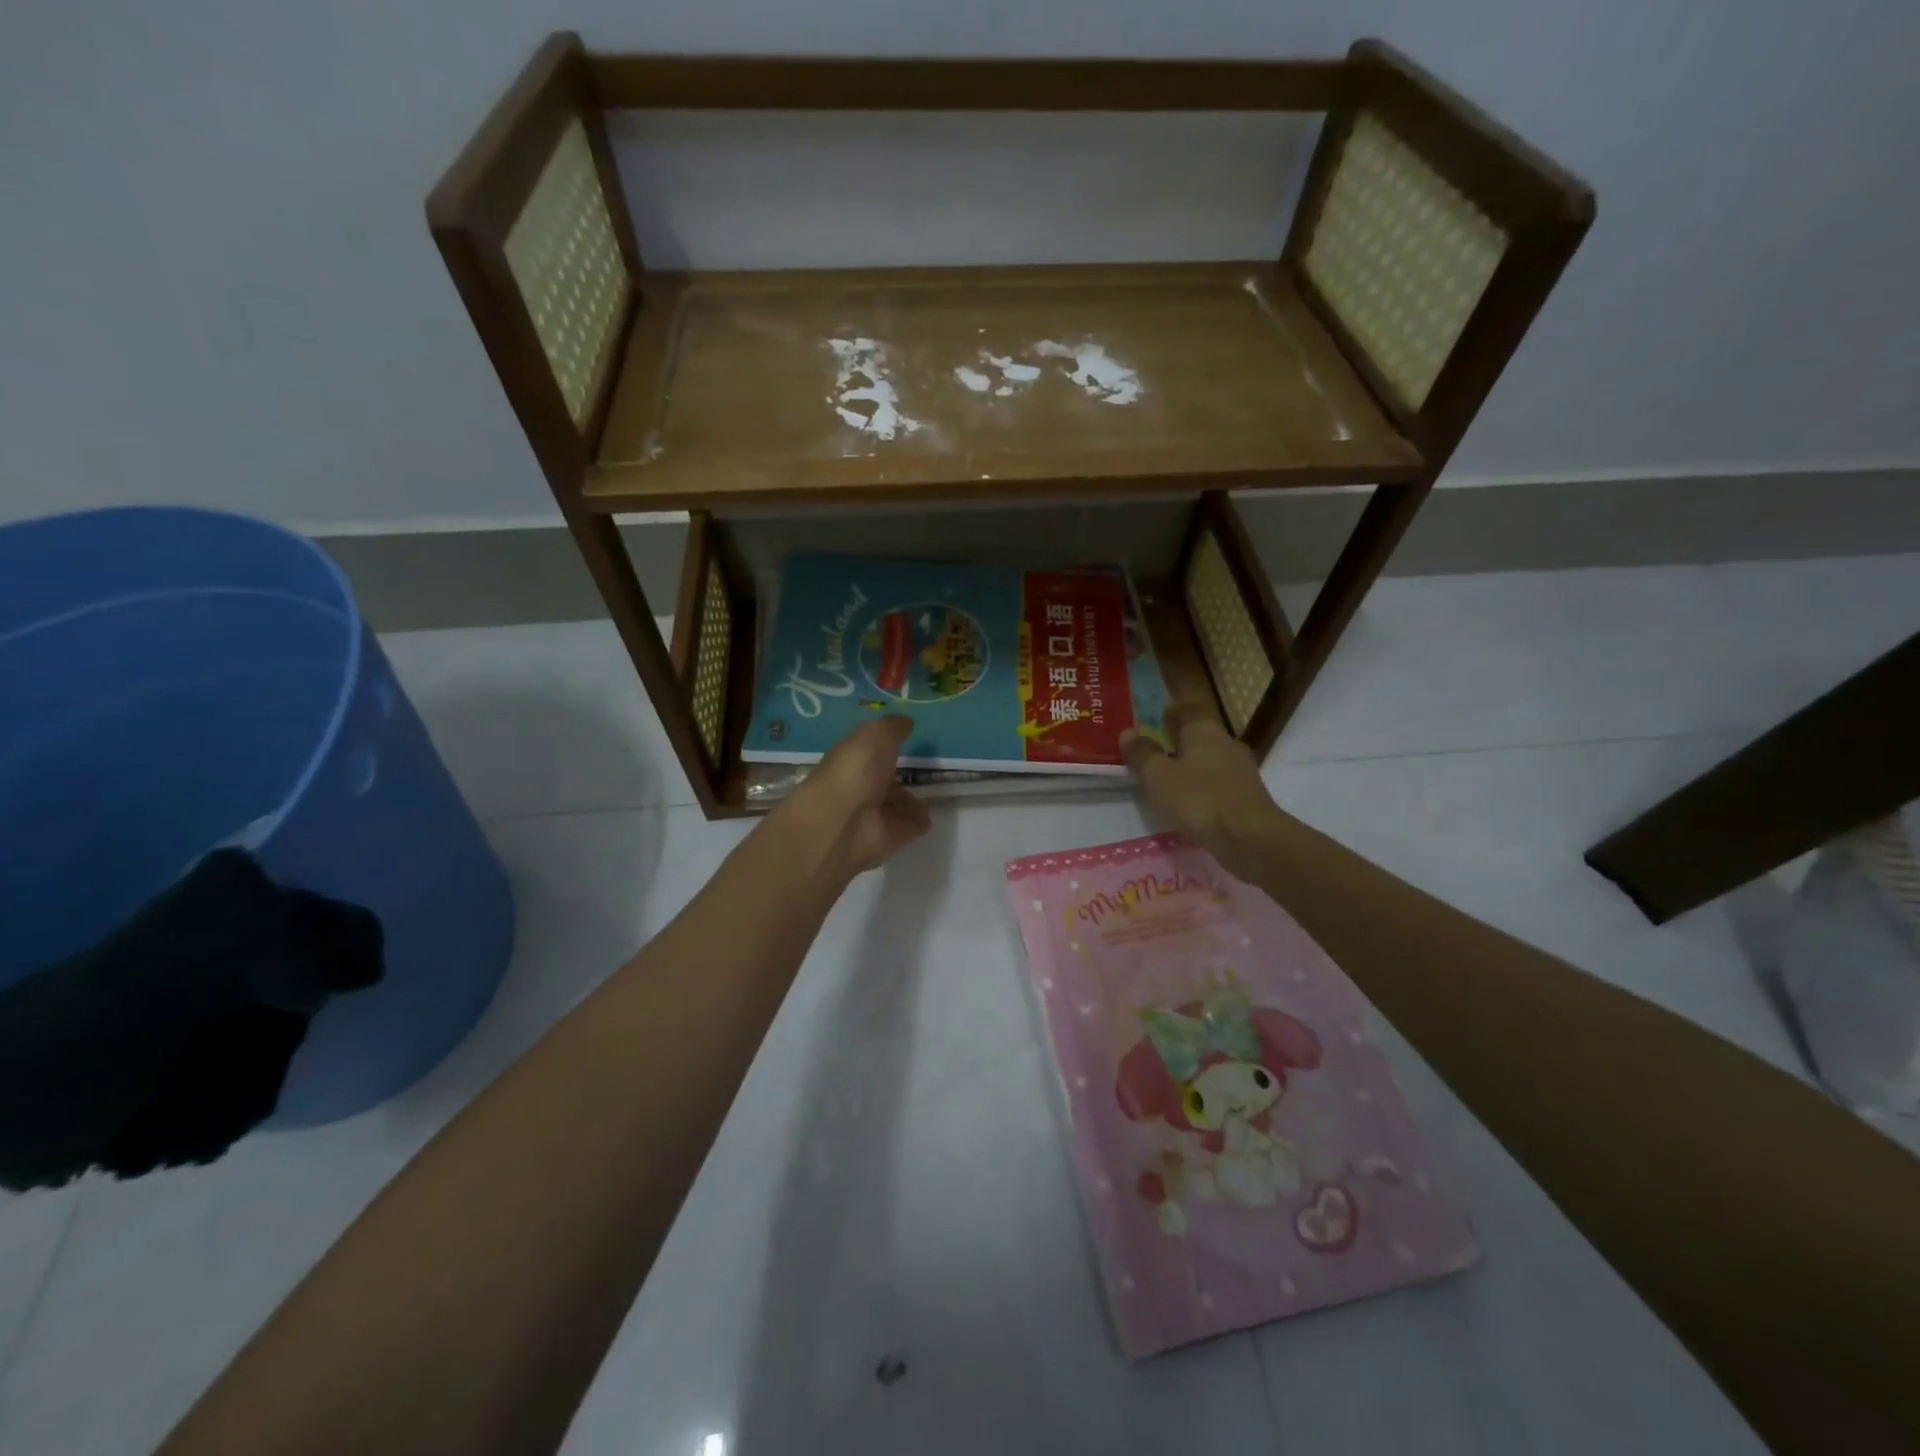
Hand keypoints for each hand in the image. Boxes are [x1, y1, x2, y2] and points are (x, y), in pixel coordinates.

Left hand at [780, 715, 931, 879]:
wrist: (842, 823)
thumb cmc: (855, 771)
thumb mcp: (875, 735)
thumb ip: (892, 727)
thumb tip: (906, 721)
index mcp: (851, 759)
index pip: (868, 752)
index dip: (883, 746)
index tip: (904, 740)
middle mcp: (859, 786)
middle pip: (881, 781)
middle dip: (896, 777)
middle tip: (918, 772)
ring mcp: (871, 815)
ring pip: (893, 805)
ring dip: (907, 802)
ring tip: (928, 797)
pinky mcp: (887, 838)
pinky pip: (906, 826)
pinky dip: (916, 822)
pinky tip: (928, 817)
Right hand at [1122, 705, 1284, 879]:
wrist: (1250, 838)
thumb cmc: (1198, 799)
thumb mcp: (1158, 776)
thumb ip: (1142, 754)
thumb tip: (1128, 733)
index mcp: (1204, 730)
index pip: (1187, 710)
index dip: (1171, 713)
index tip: (1156, 719)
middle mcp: (1226, 743)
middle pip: (1200, 735)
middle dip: (1179, 741)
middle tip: (1157, 752)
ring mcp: (1241, 770)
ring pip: (1211, 760)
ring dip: (1192, 767)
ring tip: (1171, 781)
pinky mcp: (1248, 796)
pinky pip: (1219, 784)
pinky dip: (1204, 788)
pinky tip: (1192, 803)